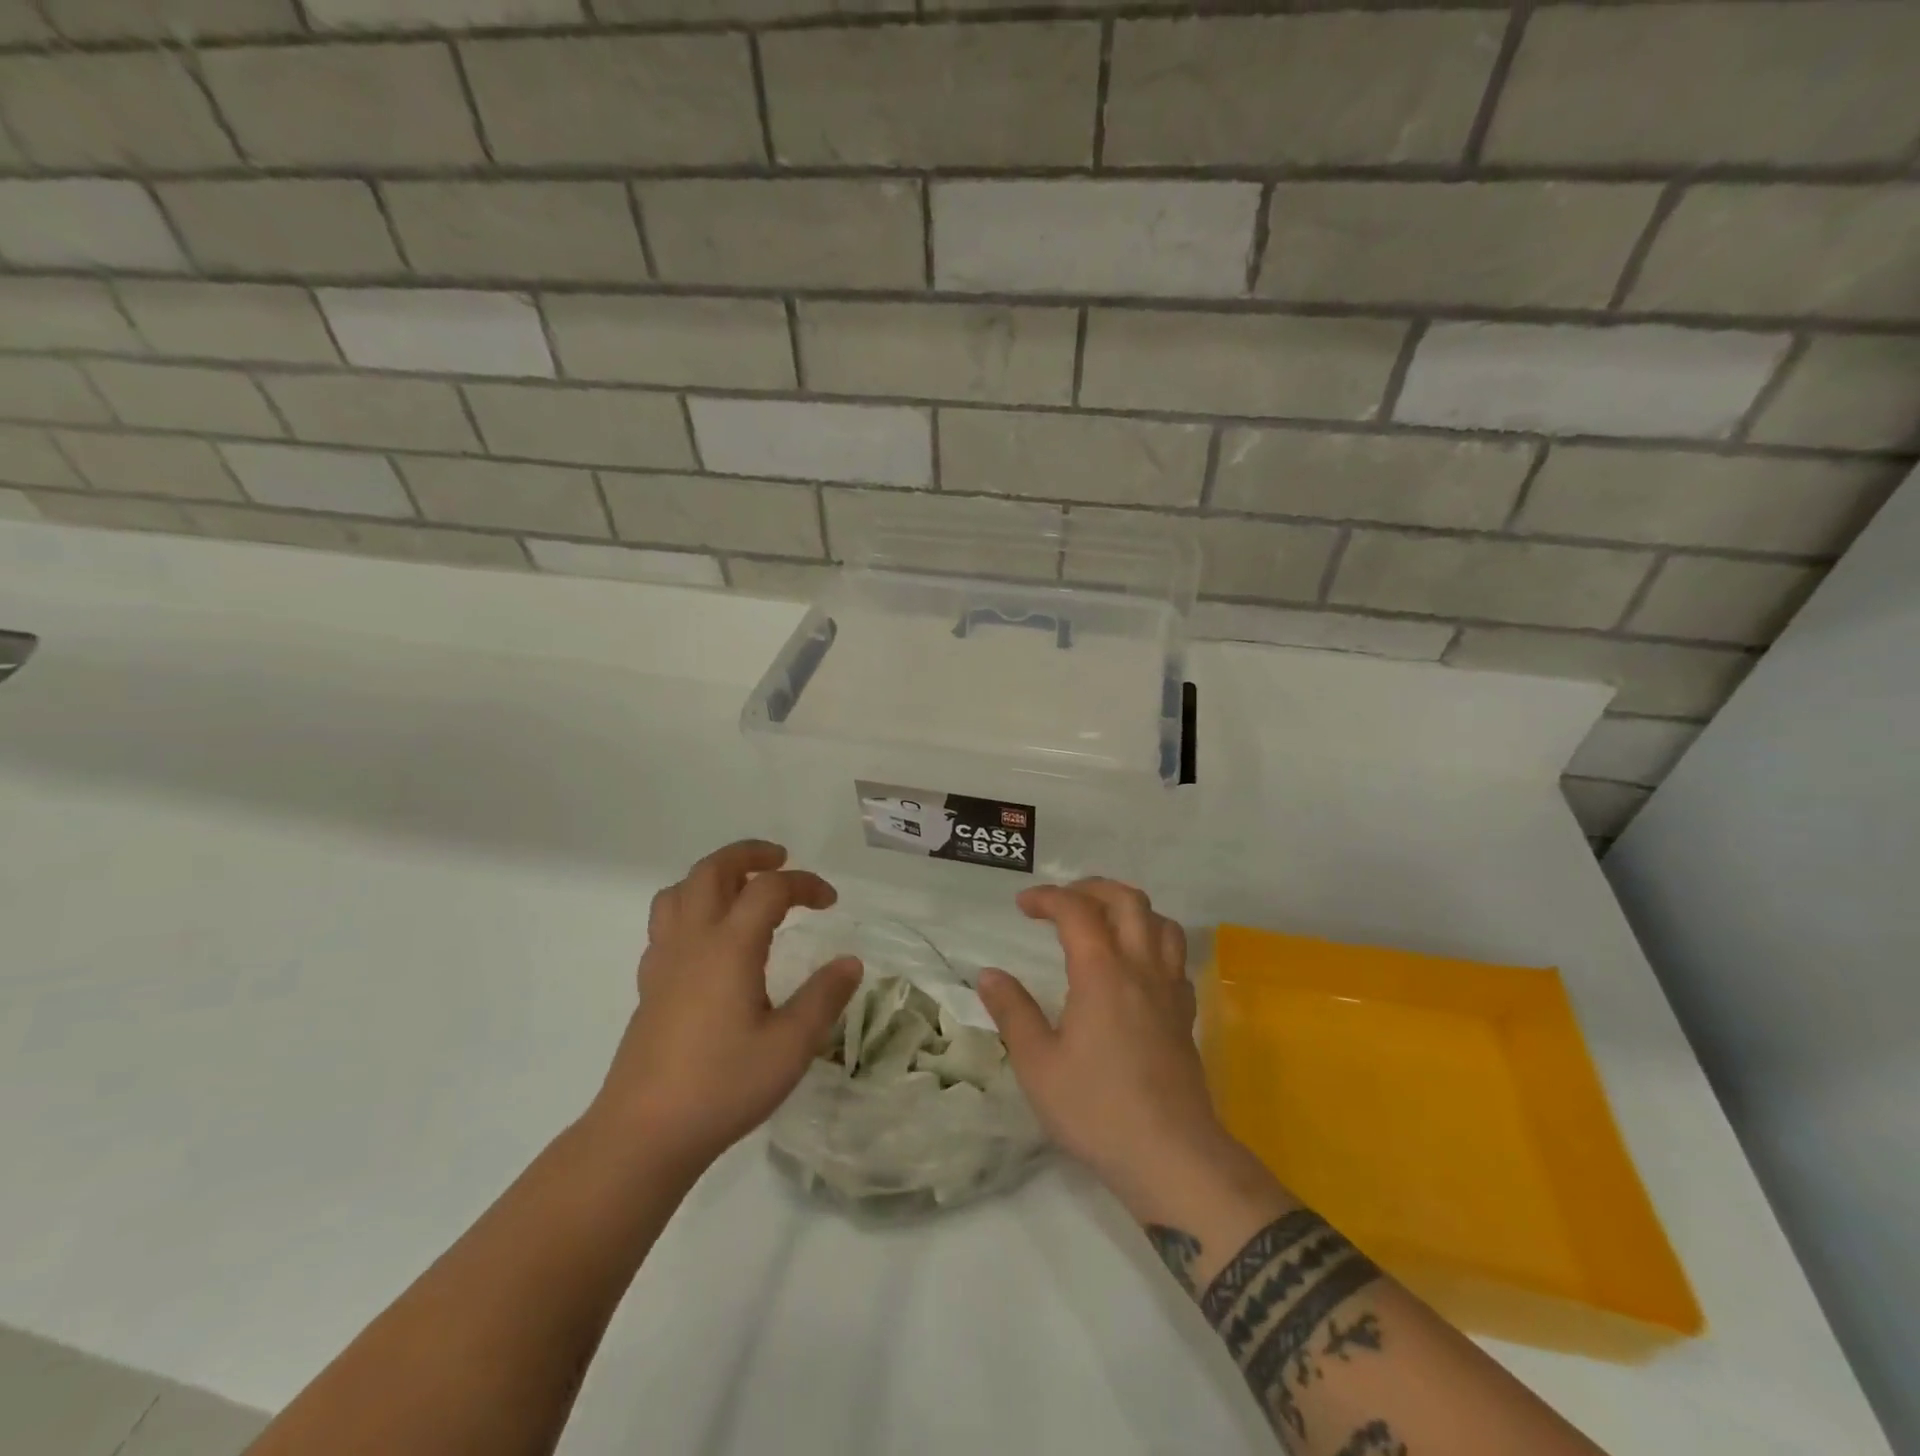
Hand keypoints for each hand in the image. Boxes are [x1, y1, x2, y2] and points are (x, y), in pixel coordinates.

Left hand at [587, 840, 861, 1174]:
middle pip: (712, 871)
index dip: (804, 884)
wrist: (643, 1134)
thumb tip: (850, 962)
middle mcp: (693, 941)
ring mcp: (663, 961)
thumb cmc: (722, 1086)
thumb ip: (824, 998)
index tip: (830, 902)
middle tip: (780, 860)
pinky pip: (665, 922)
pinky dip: (691, 907)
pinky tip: (709, 939)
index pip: (769, 888)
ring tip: (741, 889)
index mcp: (729, 946)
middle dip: (748, 854)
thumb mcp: (790, 1046)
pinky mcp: (649, 985)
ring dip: (713, 876)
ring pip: (679, 891)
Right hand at [978, 879, 1270, 1223]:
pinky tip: (1135, 966)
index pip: (1077, 910)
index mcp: (1102, 972)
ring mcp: (1169, 990)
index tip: (1022, 905)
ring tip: (1102, 922)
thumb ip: (1013, 1012)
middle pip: (1128, 900)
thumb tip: (989, 975)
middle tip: (1062, 902)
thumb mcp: (1038, 1065)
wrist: (1172, 1157)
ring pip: (1161, 922)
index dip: (1048, 897)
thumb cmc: (1097, 1109)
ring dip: (1129, 909)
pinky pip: (1175, 957)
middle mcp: (1140, 968)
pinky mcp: (1185, 1015)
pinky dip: (1152, 943)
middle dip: (1092, 888)